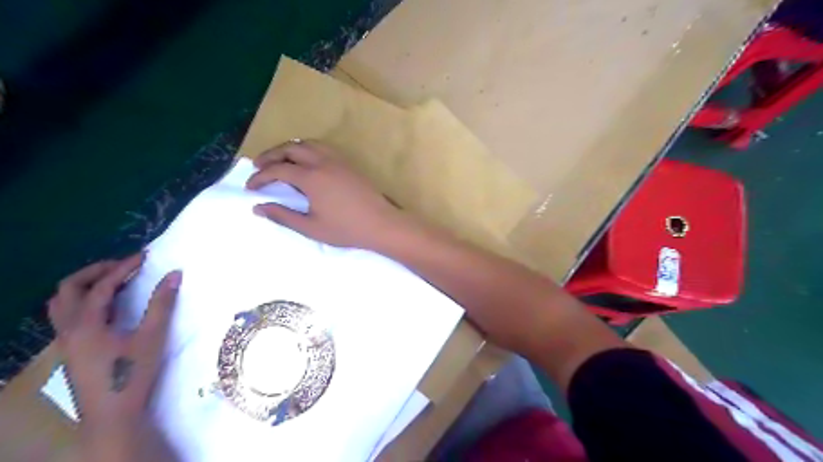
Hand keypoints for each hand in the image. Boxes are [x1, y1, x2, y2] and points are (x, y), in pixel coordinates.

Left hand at [49, 256, 180, 457]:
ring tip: (114, 281)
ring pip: (62, 303)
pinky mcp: (71, 349)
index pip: (101, 286)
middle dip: (96, 271)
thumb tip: (175, 274)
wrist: (112, 413)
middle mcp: (68, 329)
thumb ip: (162, 303)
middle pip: (68, 289)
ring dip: (85, 285)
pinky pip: (68, 315)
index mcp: (86, 324)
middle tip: (124, 265)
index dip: (123, 268)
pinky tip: (108, 307)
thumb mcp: (152, 336)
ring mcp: (66, 340)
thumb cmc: (132, 373)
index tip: (144, 257)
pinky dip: (84, 301)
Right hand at [244, 140, 411, 250]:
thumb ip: (283, 216)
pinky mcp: (348, 163)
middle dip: (270, 155)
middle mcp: (323, 162)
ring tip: (280, 161)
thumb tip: (258, 208)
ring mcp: (338, 160)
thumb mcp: (311, 228)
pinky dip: (307, 149)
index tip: (250, 187)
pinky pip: (323, 147)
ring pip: (307, 144)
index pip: (278, 170)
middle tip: (259, 167)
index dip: (260, 177)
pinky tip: (307, 162)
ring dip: (289, 149)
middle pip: (290, 148)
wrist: (381, 223)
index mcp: (311, 177)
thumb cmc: (346, 229)